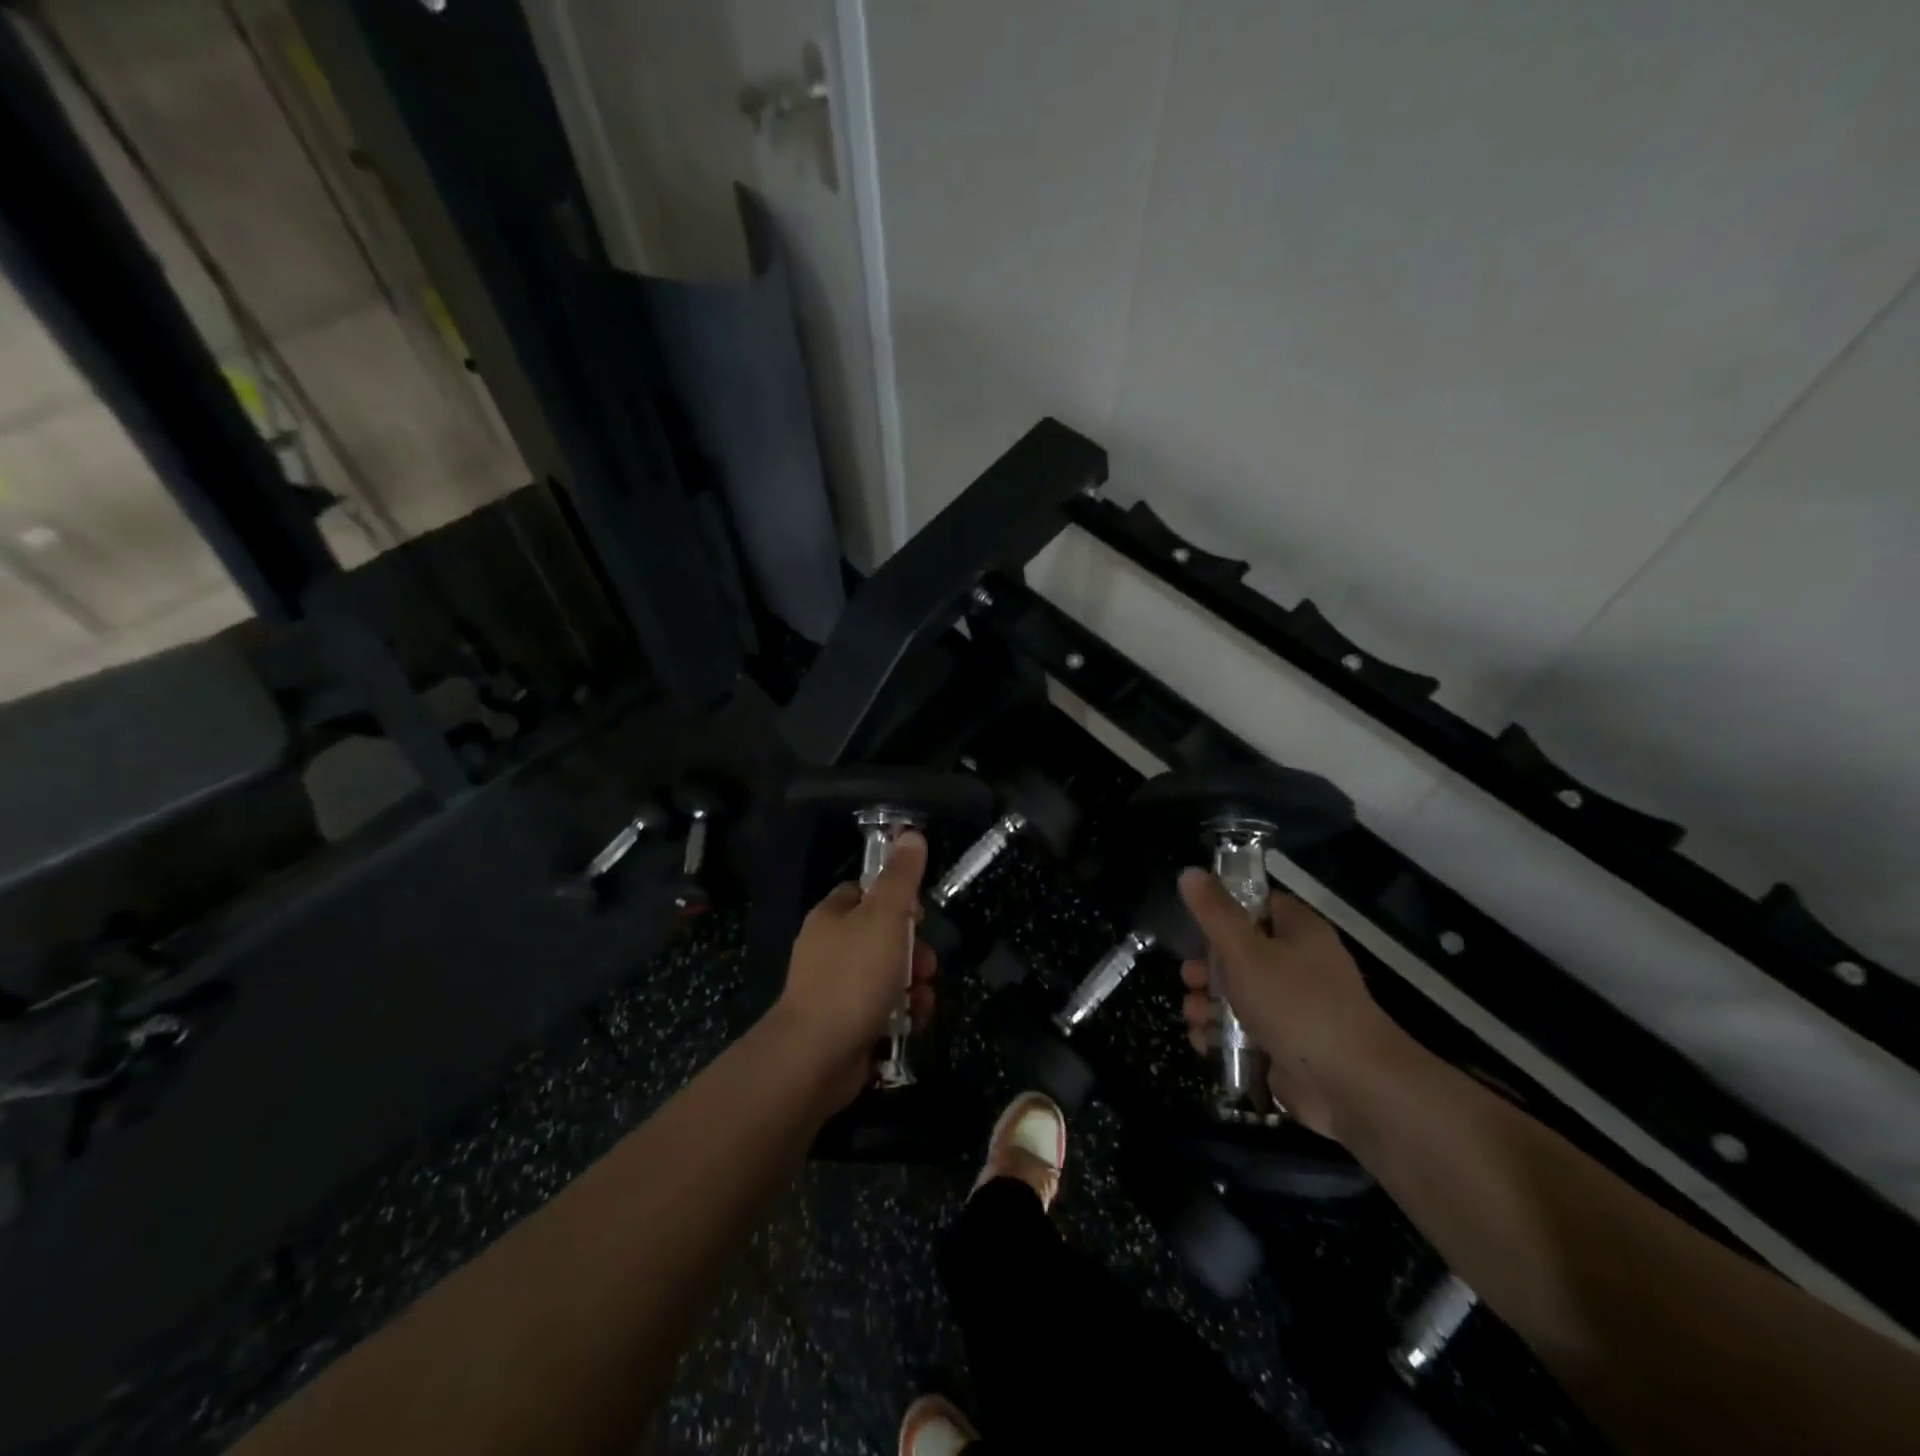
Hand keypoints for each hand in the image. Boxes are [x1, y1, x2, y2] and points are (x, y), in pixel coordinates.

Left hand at [774, 831, 936, 1108]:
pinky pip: (882, 1009)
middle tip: (928, 965)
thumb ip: (901, 877)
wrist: (816, 1056)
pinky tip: (912, 1022)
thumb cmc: (853, 976)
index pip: (866, 893)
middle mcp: (829, 949)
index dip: (897, 900)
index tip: (920, 915)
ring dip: (914, 985)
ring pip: (887, 975)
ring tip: (923, 1000)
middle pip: (883, 937)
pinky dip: (902, 1013)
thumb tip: (911, 833)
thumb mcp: (885, 917)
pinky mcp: (844, 1024)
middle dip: (915, 951)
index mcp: (832, 917)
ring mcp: (835, 990)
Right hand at [1176, 868, 1403, 1138]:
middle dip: (1207, 967)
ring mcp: (1294, 1008)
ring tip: (1193, 1016)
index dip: (1225, 909)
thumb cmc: (1297, 1005)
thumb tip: (1189, 872)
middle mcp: (1299, 965)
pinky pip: (1246, 1032)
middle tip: (1189, 978)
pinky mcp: (1287, 1045)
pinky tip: (1203, 1043)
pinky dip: (1222, 1036)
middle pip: (1241, 953)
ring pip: (1239, 995)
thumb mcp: (1246, 952)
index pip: (1258, 904)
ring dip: (1209, 1004)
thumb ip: (1214, 913)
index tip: (1195, 923)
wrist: (1353, 1086)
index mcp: (1298, 932)